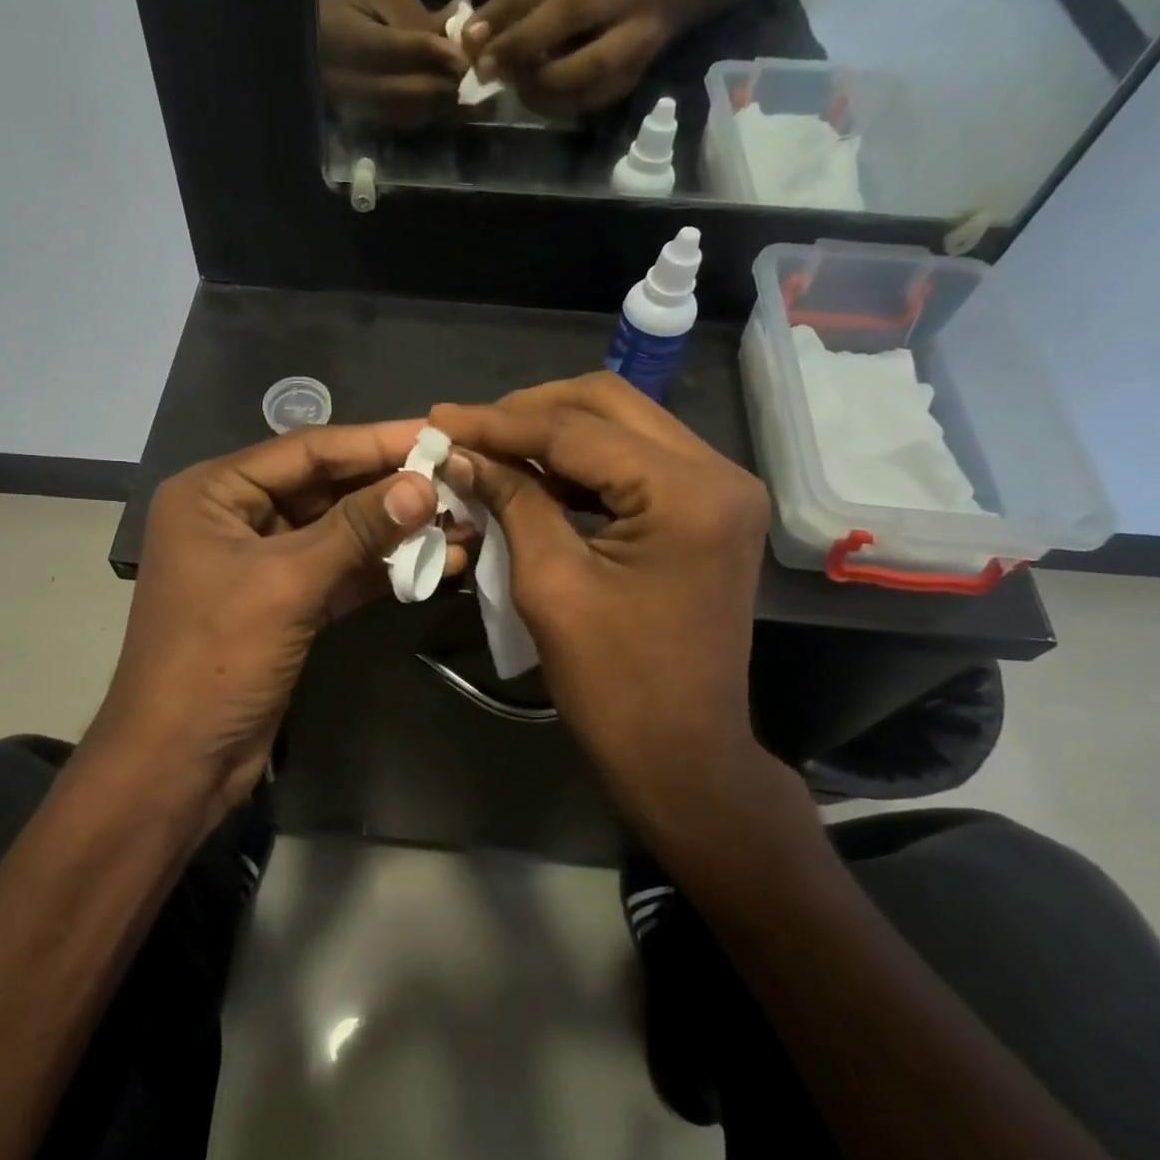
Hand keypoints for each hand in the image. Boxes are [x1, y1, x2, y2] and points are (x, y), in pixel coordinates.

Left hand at [89, 422, 463, 828]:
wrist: (179, 764)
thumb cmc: (216, 659)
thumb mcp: (287, 583)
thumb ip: (357, 529)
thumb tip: (423, 483)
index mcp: (213, 492)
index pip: (307, 450)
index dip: (375, 441)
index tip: (437, 433)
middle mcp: (235, 516)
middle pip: (326, 487)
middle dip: (391, 488)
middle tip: (458, 479)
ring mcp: (262, 562)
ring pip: (338, 532)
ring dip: (396, 531)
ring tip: (462, 521)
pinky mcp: (285, 603)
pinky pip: (340, 572)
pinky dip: (383, 570)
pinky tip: (438, 563)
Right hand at [318, 0, 467, 127]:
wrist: (310, 11)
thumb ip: (420, 14)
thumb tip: (457, 41)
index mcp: (343, 36)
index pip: (394, 51)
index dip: (432, 55)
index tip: (464, 57)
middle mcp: (342, 78)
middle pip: (401, 93)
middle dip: (439, 87)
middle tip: (470, 79)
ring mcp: (347, 103)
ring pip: (401, 113)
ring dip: (435, 106)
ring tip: (460, 90)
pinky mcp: (355, 116)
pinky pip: (395, 120)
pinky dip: (422, 112)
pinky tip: (440, 100)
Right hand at [431, 374, 805, 847]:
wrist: (682, 754)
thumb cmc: (614, 684)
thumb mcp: (551, 585)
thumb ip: (512, 502)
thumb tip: (462, 454)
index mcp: (686, 492)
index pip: (577, 429)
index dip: (500, 422)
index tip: (440, 418)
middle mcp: (717, 471)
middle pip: (609, 405)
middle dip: (530, 411)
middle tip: (469, 430)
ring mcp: (719, 489)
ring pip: (623, 426)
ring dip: (554, 432)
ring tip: (491, 448)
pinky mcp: (707, 511)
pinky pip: (635, 462)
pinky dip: (581, 463)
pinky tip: (534, 475)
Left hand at [466, 0, 670, 118]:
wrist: (666, 2)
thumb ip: (520, 1)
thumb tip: (471, 38)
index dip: (507, 8)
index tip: (471, 37)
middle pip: (575, 9)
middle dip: (523, 42)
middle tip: (487, 68)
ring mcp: (643, 34)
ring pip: (587, 65)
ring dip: (539, 82)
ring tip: (512, 85)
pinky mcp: (634, 77)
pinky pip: (588, 99)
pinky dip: (554, 104)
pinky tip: (532, 98)